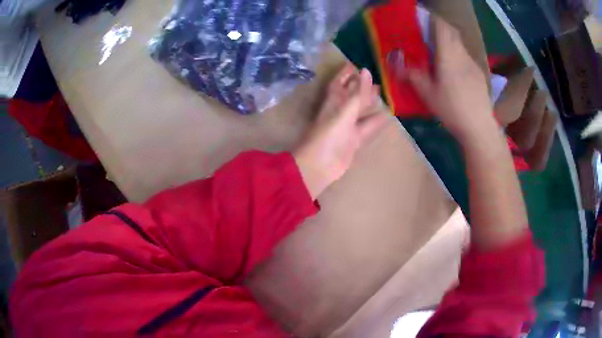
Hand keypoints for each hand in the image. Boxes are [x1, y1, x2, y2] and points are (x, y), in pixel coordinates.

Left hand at [294, 64, 388, 199]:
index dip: (346, 73)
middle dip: (361, 86)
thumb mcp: (345, 110)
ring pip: (360, 110)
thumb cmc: (330, 134)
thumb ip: (358, 92)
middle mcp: (339, 111)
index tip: (356, 64)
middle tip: (375, 78)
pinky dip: (376, 121)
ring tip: (382, 92)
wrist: (321, 165)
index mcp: (333, 101)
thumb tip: (366, 71)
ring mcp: (347, 126)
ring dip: (369, 102)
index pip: (339, 82)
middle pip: (351, 95)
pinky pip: (367, 127)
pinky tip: (387, 115)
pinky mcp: (354, 140)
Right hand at [396, 16, 496, 141]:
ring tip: (439, 51)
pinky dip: (457, 54)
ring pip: (459, 44)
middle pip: (452, 31)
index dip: (432, 18)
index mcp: (448, 55)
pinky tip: (454, 69)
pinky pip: (465, 56)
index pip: (442, 26)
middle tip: (428, 32)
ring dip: (449, 41)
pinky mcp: (478, 73)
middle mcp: (461, 54)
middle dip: (440, 27)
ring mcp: (472, 63)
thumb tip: (394, 62)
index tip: (423, 17)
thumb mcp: (427, 94)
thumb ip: (412, 75)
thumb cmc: (451, 109)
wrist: (479, 126)